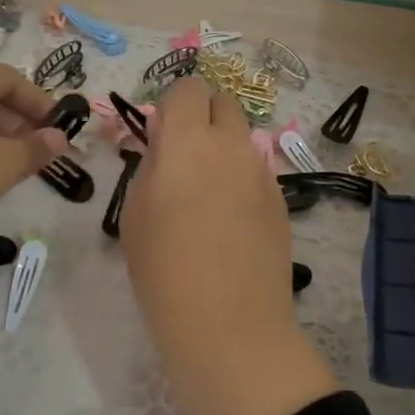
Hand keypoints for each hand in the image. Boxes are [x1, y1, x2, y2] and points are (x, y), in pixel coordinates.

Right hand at [121, 78, 338, 414]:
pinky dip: (241, 178)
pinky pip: (257, 170)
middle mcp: (230, 145)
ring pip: (243, 137)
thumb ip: (150, 164)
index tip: (161, 135)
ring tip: (207, 194)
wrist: (229, 326)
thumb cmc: (164, 271)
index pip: (188, 88)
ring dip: (223, 147)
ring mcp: (261, 172)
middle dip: (203, 117)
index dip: (173, 104)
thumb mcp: (134, 213)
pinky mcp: (280, 200)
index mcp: (187, 142)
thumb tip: (163, 142)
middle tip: (184, 157)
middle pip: (223, 103)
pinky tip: (230, 222)